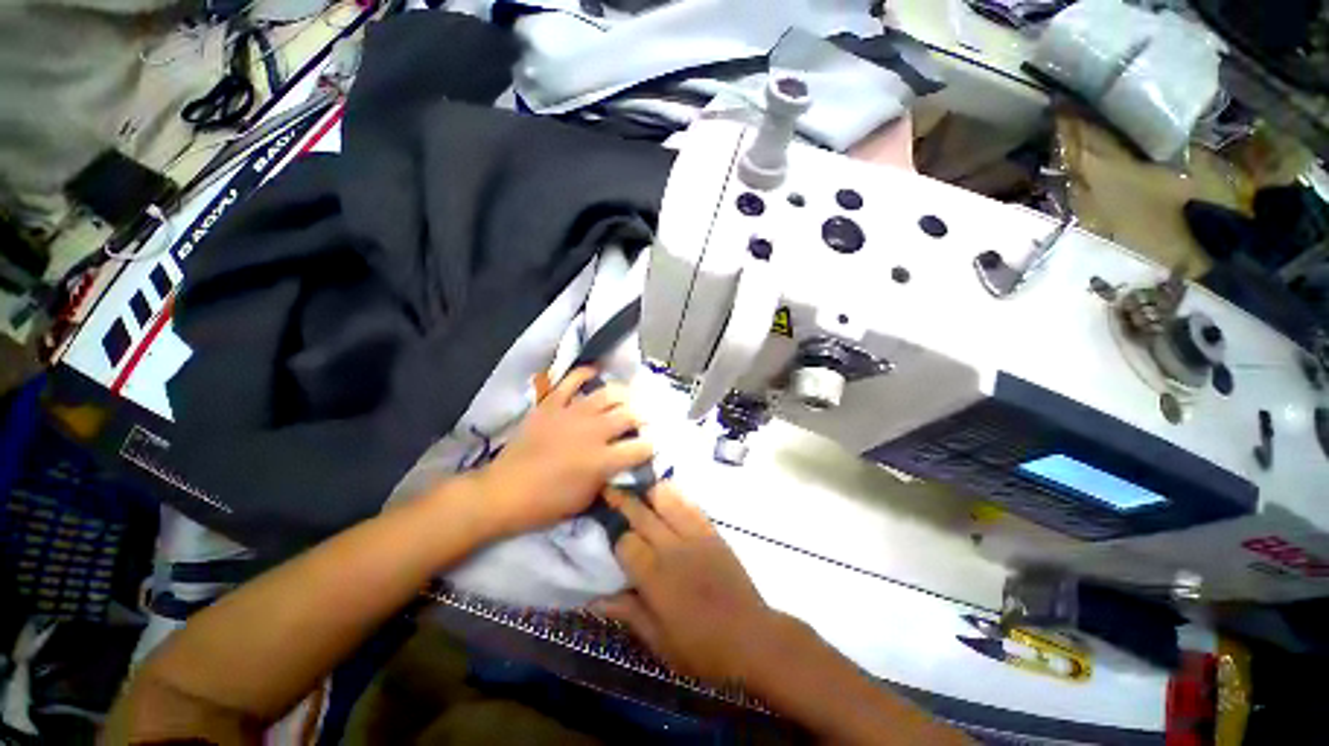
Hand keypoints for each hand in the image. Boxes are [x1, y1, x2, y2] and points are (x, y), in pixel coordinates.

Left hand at [472, 367, 653, 538]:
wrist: (504, 492)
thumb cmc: (547, 504)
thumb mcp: (586, 500)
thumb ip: (609, 478)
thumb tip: (622, 464)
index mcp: (603, 460)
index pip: (640, 447)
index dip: (650, 446)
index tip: (651, 446)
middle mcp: (593, 432)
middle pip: (629, 415)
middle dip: (642, 417)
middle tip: (643, 420)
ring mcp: (572, 414)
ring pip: (608, 394)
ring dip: (623, 395)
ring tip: (627, 398)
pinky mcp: (552, 405)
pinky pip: (571, 381)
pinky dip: (585, 373)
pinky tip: (595, 373)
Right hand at [594, 483, 783, 683]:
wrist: (751, 636)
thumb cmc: (701, 647)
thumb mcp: (659, 641)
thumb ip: (628, 612)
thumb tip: (594, 598)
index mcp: (655, 576)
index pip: (625, 542)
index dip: (614, 537)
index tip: (606, 533)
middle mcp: (672, 547)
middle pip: (641, 513)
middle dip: (622, 500)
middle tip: (608, 488)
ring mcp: (695, 535)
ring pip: (666, 499)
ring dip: (649, 491)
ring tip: (638, 489)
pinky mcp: (712, 531)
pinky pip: (690, 504)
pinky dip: (675, 495)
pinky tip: (667, 494)